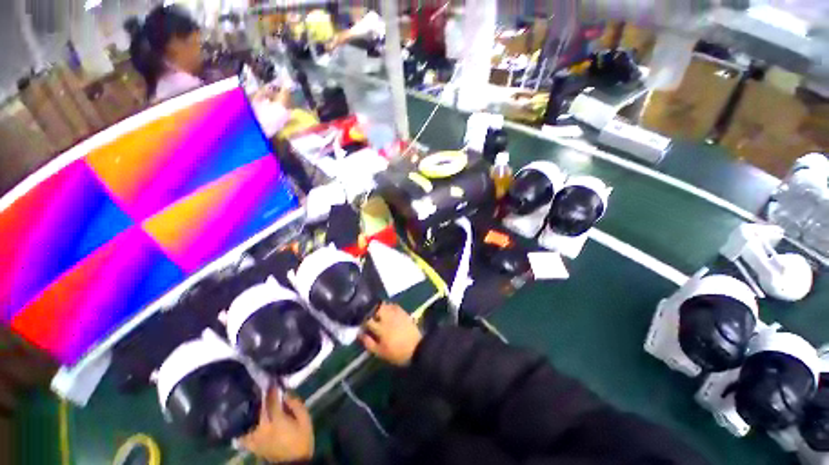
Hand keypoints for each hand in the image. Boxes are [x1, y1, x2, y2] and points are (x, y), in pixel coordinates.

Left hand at [241, 389, 313, 462]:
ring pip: (247, 420)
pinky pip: (242, 435)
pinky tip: (241, 421)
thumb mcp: (305, 420)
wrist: (294, 462)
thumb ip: (296, 405)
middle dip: (260, 396)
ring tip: (250, 400)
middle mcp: (262, 427)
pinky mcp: (252, 445)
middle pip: (257, 408)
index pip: (271, 400)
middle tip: (260, 385)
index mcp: (277, 420)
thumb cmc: (302, 439)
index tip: (272, 379)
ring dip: (249, 410)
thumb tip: (286, 393)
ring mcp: (255, 438)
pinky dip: (241, 427)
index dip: (272, 388)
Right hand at [360, 303, 422, 366]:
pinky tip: (387, 310)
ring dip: (378, 307)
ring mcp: (396, 313)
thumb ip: (368, 342)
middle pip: (375, 308)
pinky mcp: (403, 312)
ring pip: (384, 305)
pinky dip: (388, 306)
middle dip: (370, 311)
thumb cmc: (397, 353)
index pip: (367, 319)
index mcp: (380, 327)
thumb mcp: (380, 352)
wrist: (417, 348)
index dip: (361, 320)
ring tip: (376, 313)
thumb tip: (359, 333)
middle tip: (368, 316)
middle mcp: (387, 317)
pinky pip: (393, 305)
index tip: (360, 323)